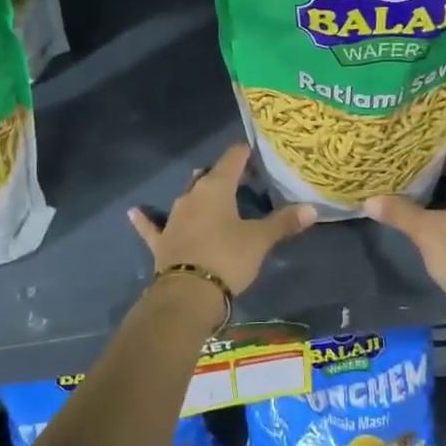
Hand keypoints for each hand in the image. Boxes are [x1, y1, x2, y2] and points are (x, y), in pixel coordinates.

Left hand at [128, 143, 316, 296]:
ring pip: (186, 197)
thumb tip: (312, 209)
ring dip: (197, 193)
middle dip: (223, 174)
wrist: (188, 295)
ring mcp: (173, 218)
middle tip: (241, 178)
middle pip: (208, 176)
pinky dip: (145, 219)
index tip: (255, 150)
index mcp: (216, 188)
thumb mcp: (260, 240)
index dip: (244, 153)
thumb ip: (284, 223)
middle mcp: (191, 196)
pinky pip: (153, 226)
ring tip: (207, 188)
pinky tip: (133, 212)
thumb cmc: (228, 258)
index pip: (232, 159)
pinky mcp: (161, 242)